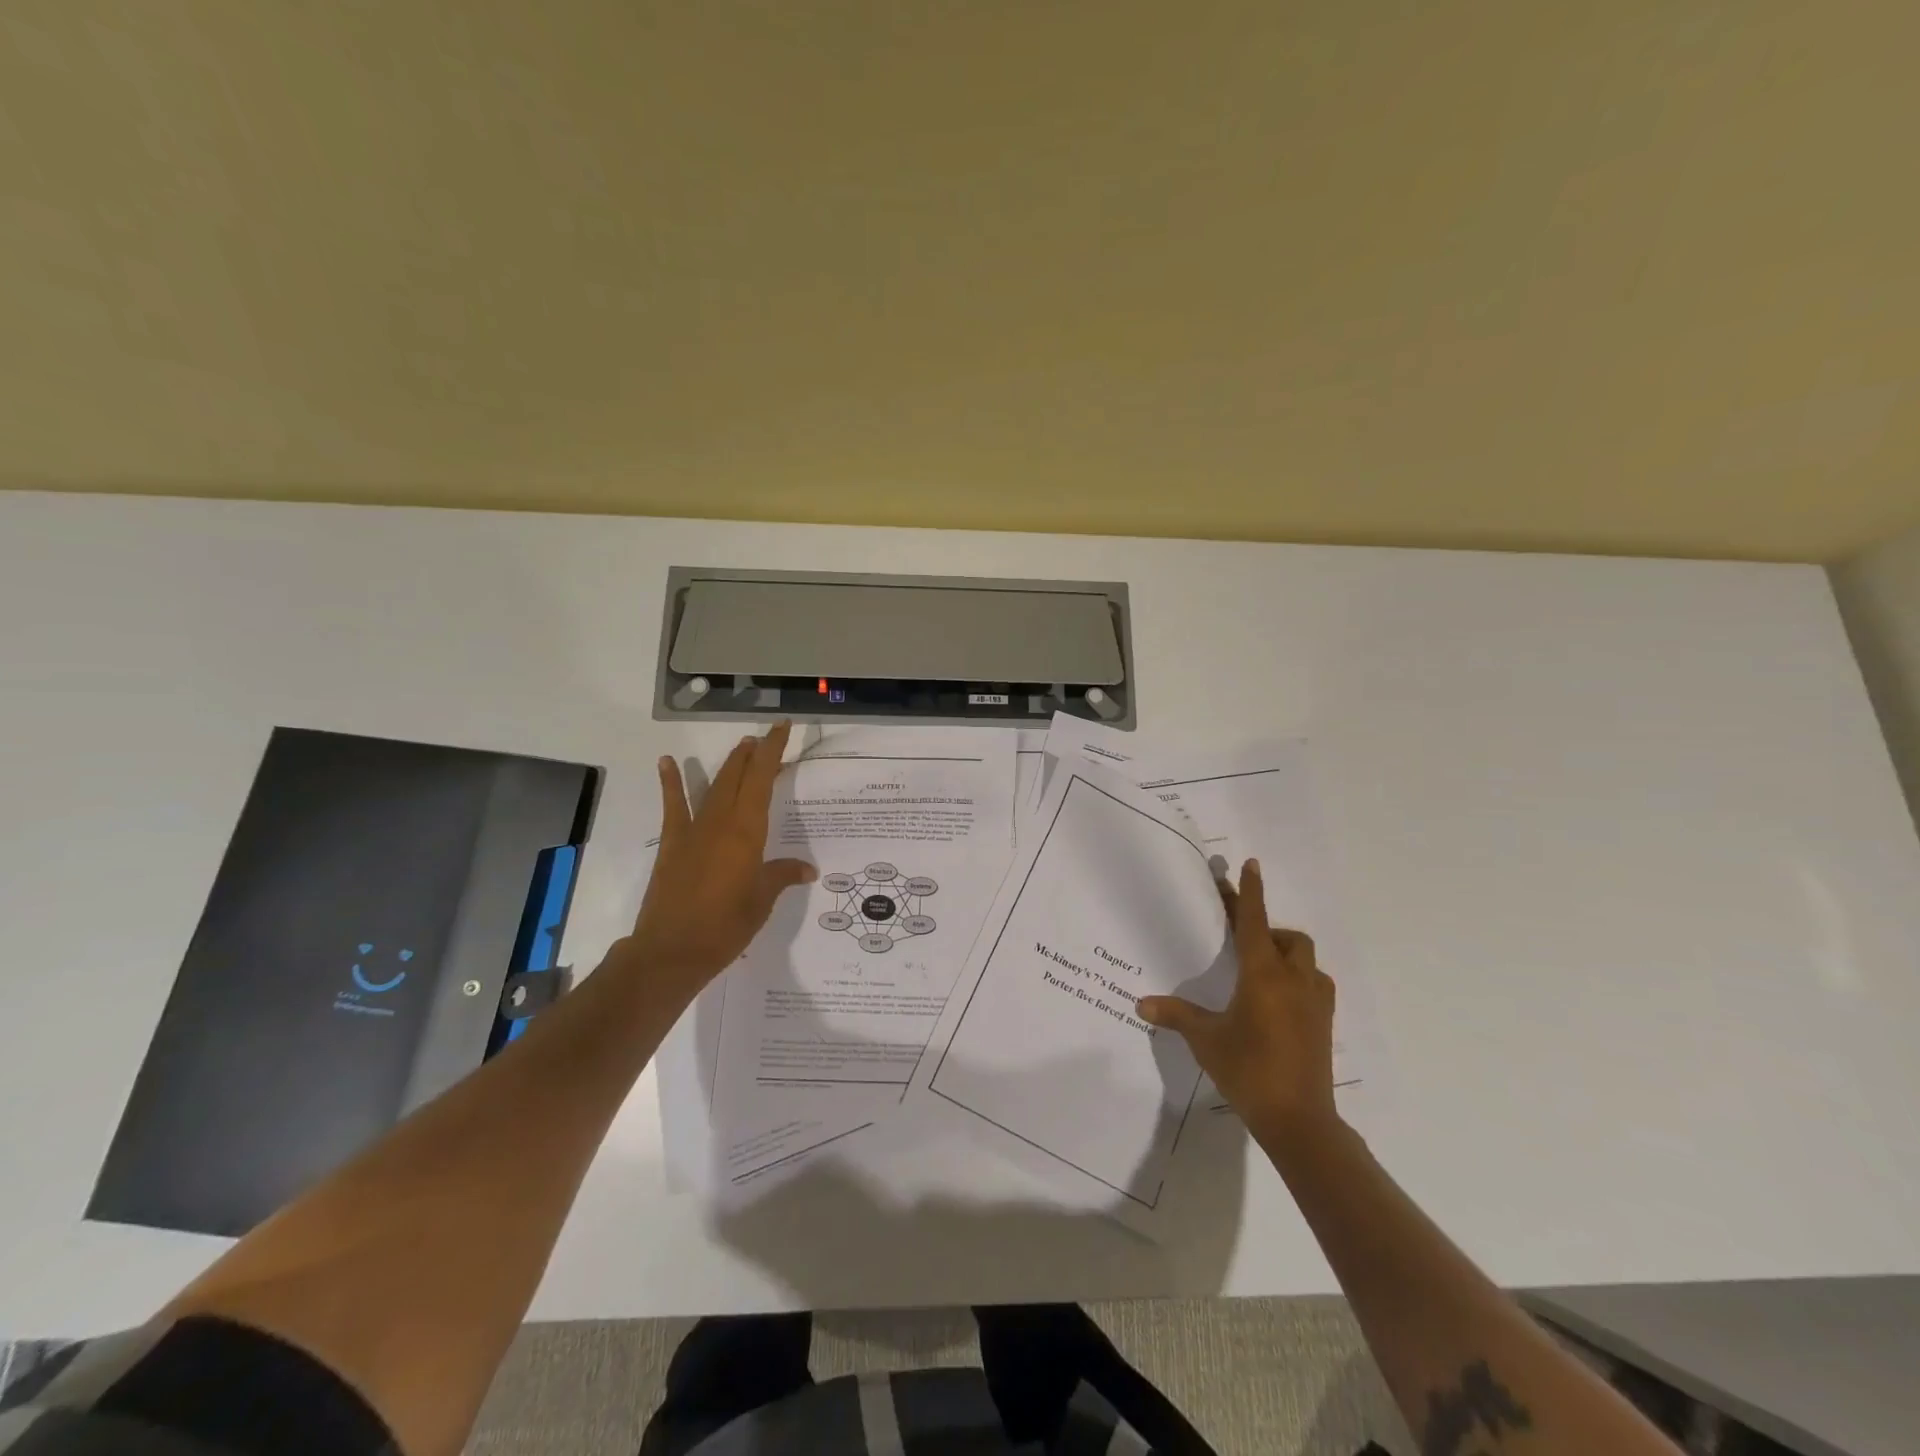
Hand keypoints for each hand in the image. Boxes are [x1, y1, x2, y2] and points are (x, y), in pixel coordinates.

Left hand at [626, 723, 816, 991]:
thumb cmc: (725, 927)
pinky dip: (672, 783)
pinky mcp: (673, 844)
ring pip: (714, 787)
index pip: (763, 781)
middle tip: (766, 738)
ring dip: (728, 765)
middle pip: (739, 778)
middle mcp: (721, 822)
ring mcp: (694, 831)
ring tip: (741, 747)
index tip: (781, 728)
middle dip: (753, 755)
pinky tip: (667, 763)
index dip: (773, 752)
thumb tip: (807, 868)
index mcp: (747, 832)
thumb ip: (781, 876)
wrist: (672, 951)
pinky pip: (674, 807)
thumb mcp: (762, 901)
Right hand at [1138, 859, 1339, 1142]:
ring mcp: (1315, 1003)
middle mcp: (1294, 980)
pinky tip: (1280, 1002)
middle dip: (1268, 931)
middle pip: (1289, 938)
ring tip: (1262, 973)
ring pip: (1306, 961)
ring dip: (1287, 955)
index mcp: (1263, 975)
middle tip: (1243, 943)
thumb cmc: (1248, 1070)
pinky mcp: (1324, 1023)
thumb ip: (1176, 1015)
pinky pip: (1315, 985)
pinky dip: (1299, 980)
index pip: (1255, 922)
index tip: (1250, 864)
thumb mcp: (1206, 1040)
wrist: (1299, 1120)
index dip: (1250, 892)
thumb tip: (1141, 1003)